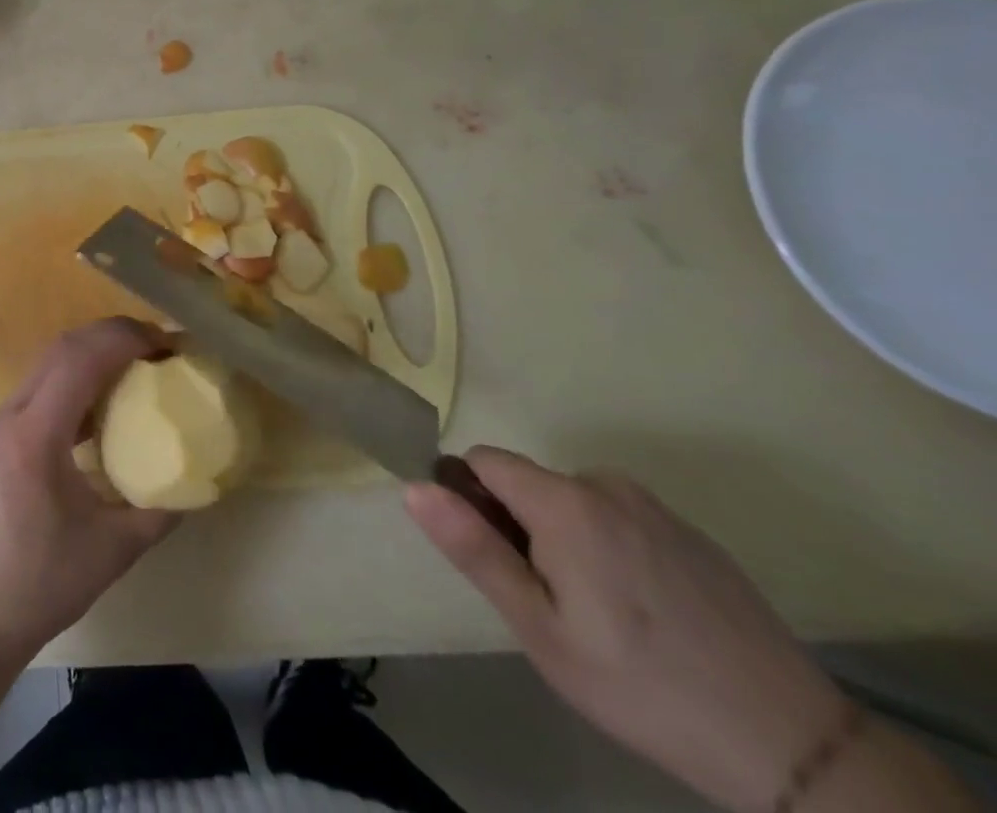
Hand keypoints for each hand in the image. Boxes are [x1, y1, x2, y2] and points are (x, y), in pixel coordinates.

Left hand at [0, 319, 177, 663]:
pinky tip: (108, 402)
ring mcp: (2, 420)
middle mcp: (12, 414)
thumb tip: (198, 481)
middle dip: (114, 335)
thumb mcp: (113, 550)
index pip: (79, 360)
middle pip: (63, 348)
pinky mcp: (2, 433)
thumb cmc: (40, 584)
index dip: (125, 339)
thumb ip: (159, 510)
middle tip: (161, 348)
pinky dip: (78, 377)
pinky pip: (44, 385)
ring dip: (95, 352)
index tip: (168, 344)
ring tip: (141, 365)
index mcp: (36, 436)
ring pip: (51, 361)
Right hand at [407, 449, 849, 812]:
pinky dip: (610, 545)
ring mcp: (655, 507)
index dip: (471, 499)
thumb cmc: (641, 686)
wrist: (794, 746)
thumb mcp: (540, 629)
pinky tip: (643, 610)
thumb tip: (415, 487)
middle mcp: (606, 485)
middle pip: (529, 482)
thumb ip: (474, 549)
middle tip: (549, 600)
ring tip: (598, 610)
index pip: (483, 461)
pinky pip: (620, 517)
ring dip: (564, 535)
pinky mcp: (692, 534)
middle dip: (520, 524)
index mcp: (563, 501)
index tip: (491, 556)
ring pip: (574, 500)